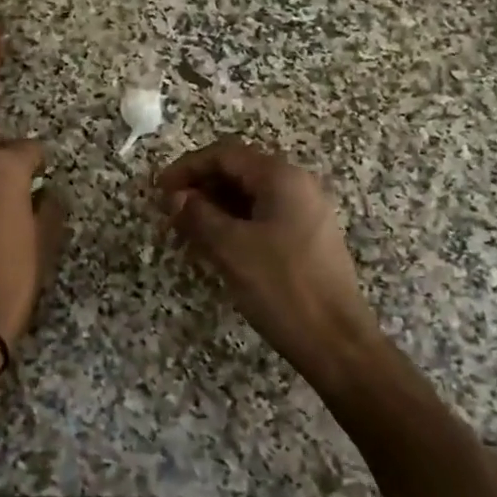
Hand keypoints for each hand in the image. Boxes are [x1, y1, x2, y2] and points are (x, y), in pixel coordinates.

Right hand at [157, 138, 379, 374]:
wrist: (337, 341)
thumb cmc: (281, 288)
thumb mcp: (231, 248)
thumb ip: (198, 215)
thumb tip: (175, 196)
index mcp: (281, 177)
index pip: (225, 155)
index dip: (187, 167)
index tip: (159, 189)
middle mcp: (298, 185)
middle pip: (239, 171)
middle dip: (201, 186)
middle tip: (170, 211)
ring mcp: (307, 211)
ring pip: (251, 195)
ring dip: (216, 206)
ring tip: (186, 229)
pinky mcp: (308, 237)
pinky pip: (264, 216)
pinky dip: (235, 222)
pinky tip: (216, 244)